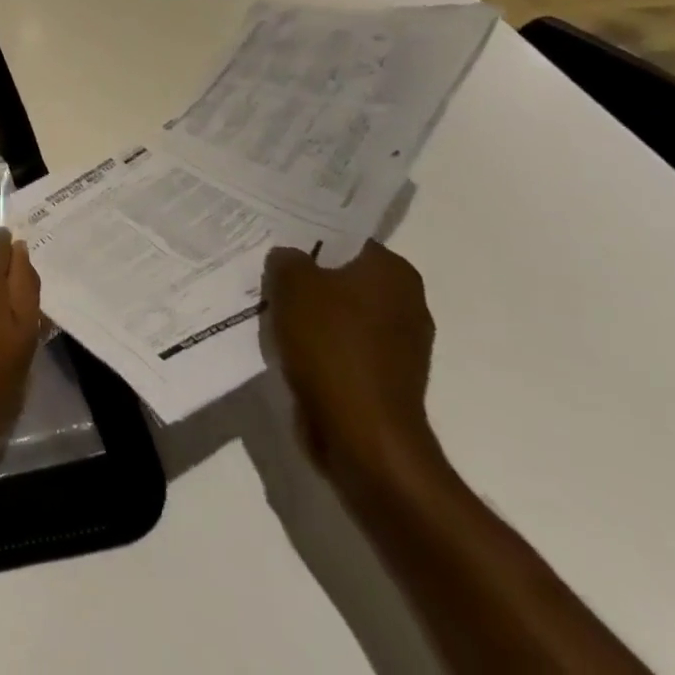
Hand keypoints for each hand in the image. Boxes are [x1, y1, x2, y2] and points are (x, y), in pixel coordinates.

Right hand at [262, 240, 437, 491]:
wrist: (363, 438)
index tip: (276, 243)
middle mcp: (407, 303)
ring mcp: (400, 347)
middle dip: (308, 279)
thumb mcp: (292, 283)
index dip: (308, 238)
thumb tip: (290, 259)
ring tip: (272, 313)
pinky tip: (289, 349)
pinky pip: (343, 349)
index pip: (345, 239)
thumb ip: (287, 259)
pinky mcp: (387, 382)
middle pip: (343, 277)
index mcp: (393, 272)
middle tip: (268, 275)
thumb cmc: (331, 347)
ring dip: (311, 316)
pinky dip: (320, 348)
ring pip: (342, 315)